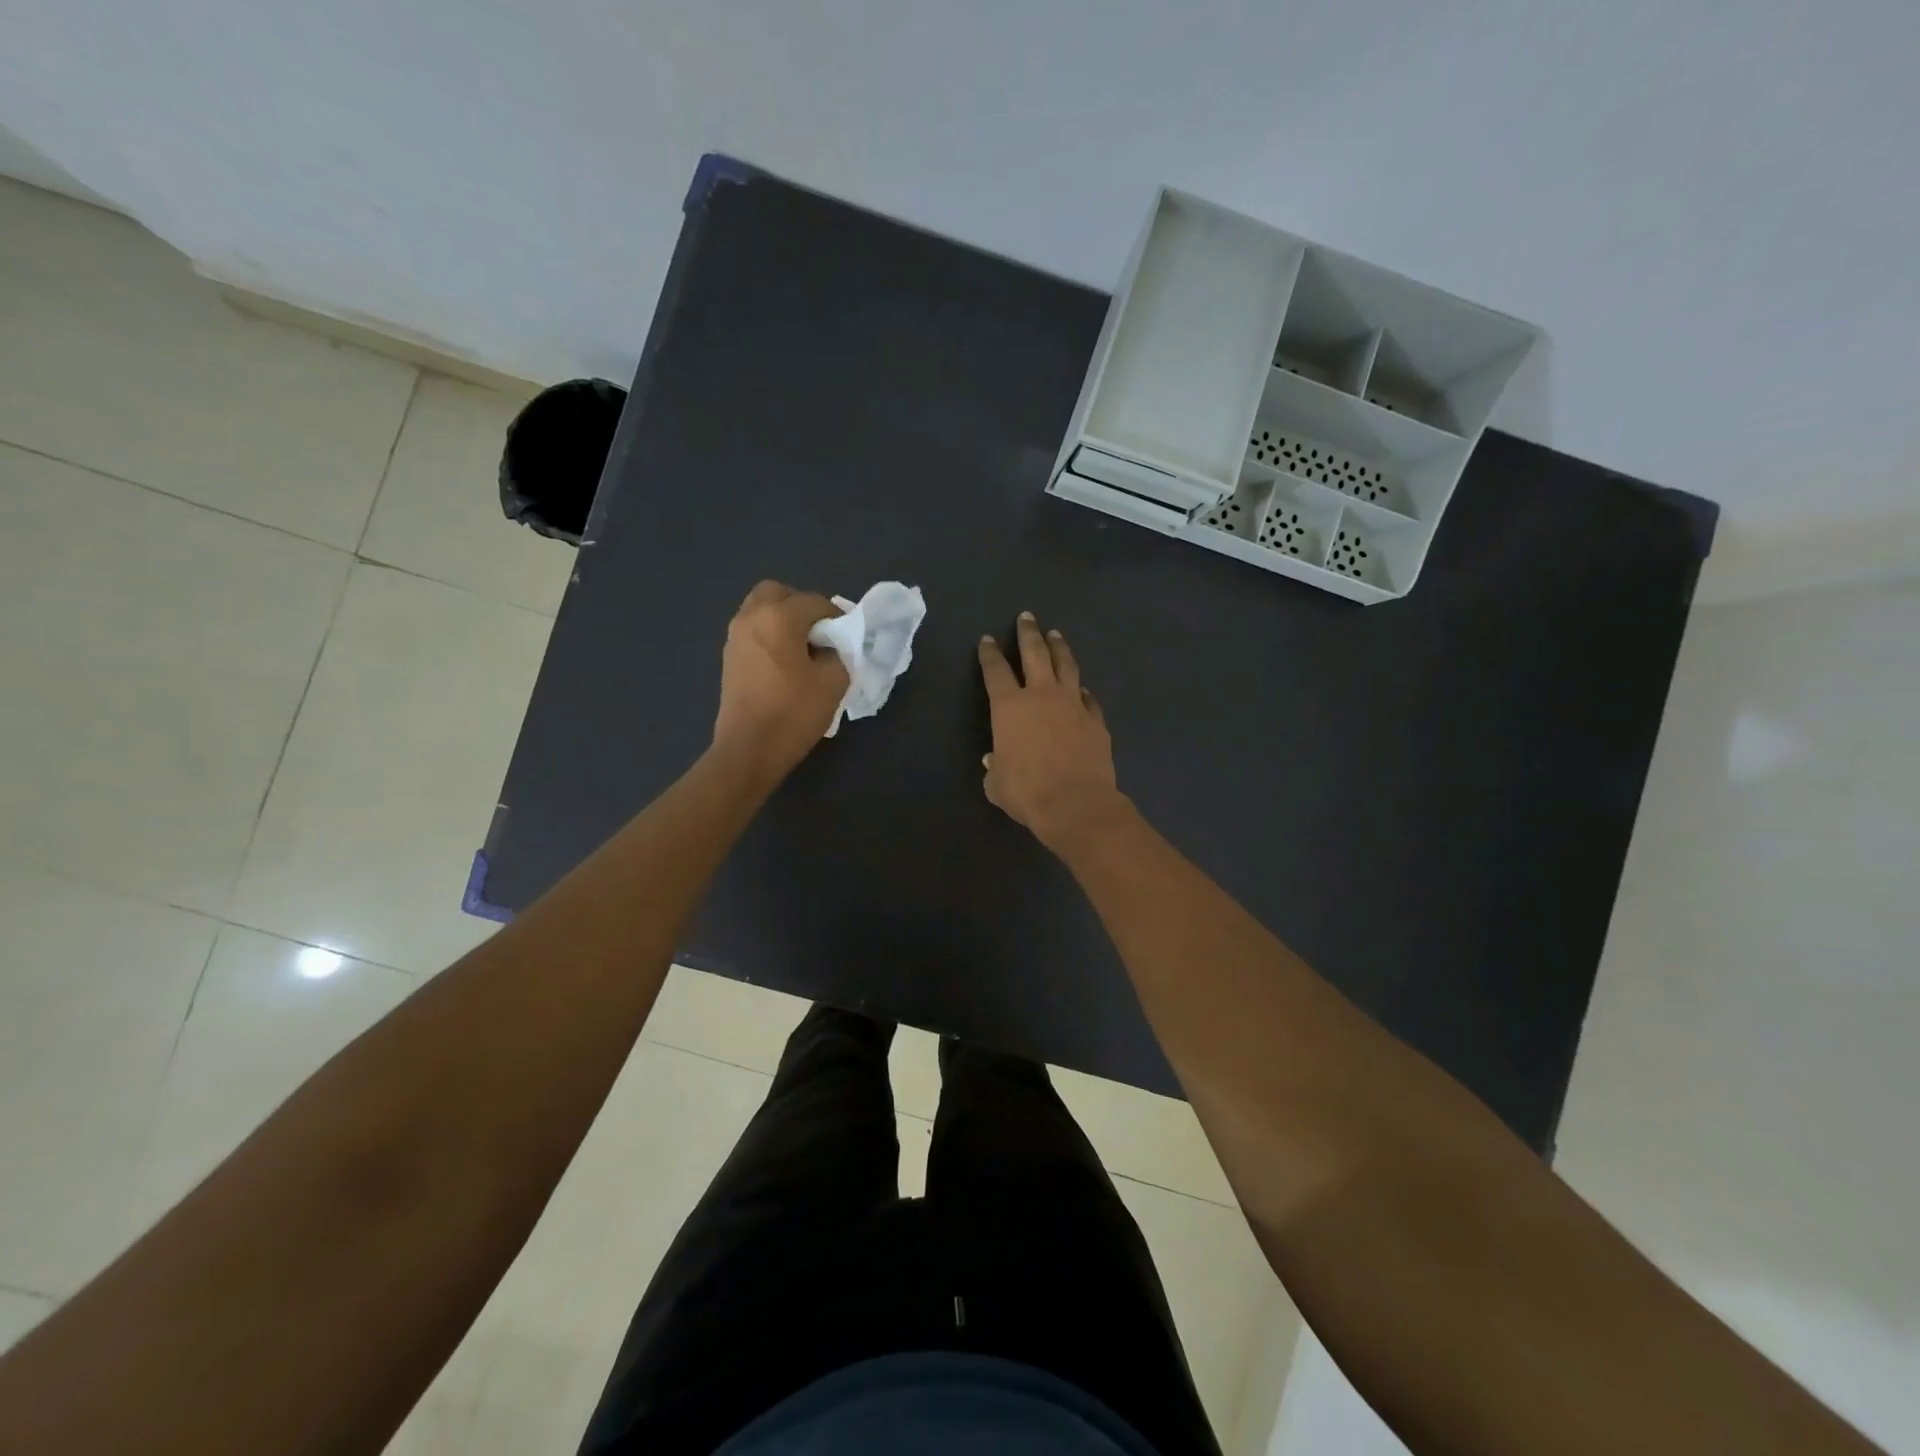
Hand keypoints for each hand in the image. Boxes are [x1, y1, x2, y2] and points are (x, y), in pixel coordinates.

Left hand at [712, 581, 848, 780]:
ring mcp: (735, 636)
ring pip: (761, 610)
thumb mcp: (834, 682)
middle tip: (819, 634)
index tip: (847, 638)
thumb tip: (828, 647)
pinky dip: (770, 635)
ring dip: (783, 620)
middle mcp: (751, 617)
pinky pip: (753, 630)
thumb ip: (838, 653)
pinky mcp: (729, 657)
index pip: (815, 602)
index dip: (836, 617)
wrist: (749, 750)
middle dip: (801, 607)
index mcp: (778, 617)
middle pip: (778, 593)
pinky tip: (785, 664)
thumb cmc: (794, 713)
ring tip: (803, 650)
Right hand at [978, 612, 1123, 848]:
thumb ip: (995, 767)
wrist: (1075, 803)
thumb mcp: (996, 783)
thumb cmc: (1027, 791)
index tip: (988, 640)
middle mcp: (1042, 695)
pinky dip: (1081, 689)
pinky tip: (1081, 687)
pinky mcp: (1096, 720)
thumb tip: (995, 760)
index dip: (990, 654)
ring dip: (1059, 648)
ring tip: (1055, 635)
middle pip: (1034, 653)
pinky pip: (1088, 697)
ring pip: (1066, 666)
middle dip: (1028, 633)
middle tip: (1027, 617)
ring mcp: (1073, 704)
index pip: (995, 671)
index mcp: (1009, 707)